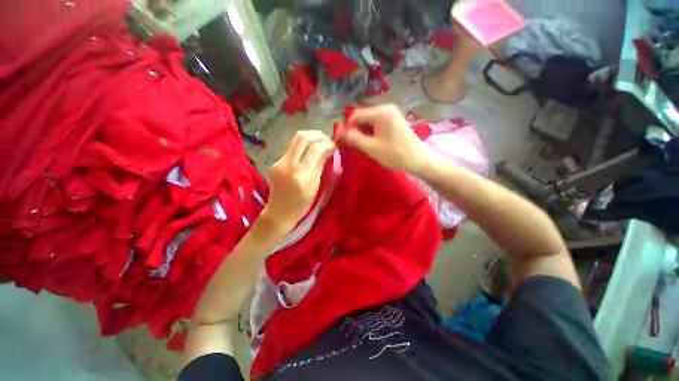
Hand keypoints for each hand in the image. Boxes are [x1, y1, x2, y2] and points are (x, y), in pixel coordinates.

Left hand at [262, 131, 334, 228]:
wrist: (279, 212)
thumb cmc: (302, 205)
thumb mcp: (315, 187)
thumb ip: (320, 166)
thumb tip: (328, 151)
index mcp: (302, 175)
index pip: (315, 150)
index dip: (327, 144)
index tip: (334, 145)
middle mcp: (288, 165)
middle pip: (302, 138)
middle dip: (317, 135)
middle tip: (327, 139)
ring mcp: (279, 162)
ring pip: (295, 140)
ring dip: (310, 137)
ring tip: (320, 141)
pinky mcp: (275, 162)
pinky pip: (291, 148)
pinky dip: (303, 145)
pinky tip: (309, 150)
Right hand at [337, 105, 430, 174]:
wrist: (419, 160)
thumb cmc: (395, 154)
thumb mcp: (371, 147)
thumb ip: (354, 138)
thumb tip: (339, 131)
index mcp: (381, 112)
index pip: (355, 115)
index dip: (347, 127)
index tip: (343, 141)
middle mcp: (386, 108)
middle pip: (362, 117)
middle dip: (355, 130)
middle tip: (353, 145)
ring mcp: (391, 114)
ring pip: (368, 121)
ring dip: (362, 132)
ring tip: (362, 146)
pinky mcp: (393, 120)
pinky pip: (376, 124)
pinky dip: (370, 132)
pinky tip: (371, 143)